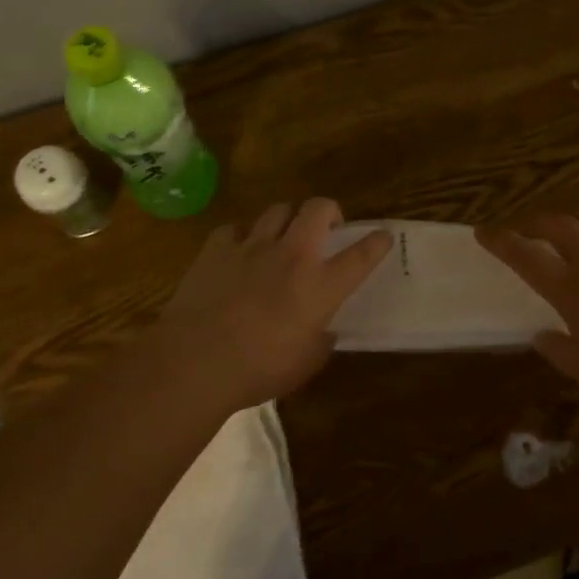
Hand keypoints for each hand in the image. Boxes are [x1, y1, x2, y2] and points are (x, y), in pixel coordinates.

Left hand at [146, 198, 391, 410]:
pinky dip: (241, 237)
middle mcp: (291, 255)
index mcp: (320, 286)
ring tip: (281, 237)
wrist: (195, 361)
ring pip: (278, 209)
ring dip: (286, 220)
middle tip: (326, 228)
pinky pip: (235, 228)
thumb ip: (320, 342)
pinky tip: (237, 252)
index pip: (360, 256)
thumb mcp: (304, 365)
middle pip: (318, 208)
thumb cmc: (258, 370)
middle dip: (328, 211)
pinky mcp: (217, 248)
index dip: (376, 243)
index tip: (383, 236)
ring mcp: (252, 246)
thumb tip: (324, 331)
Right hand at [477, 209, 578, 407]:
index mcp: (571, 288)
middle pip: (559, 224)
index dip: (501, 241)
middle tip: (528, 227)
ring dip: (577, 219)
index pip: (525, 255)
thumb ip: (559, 351)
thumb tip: (541, 336)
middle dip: (537, 221)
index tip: (484, 231)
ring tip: (572, 227)